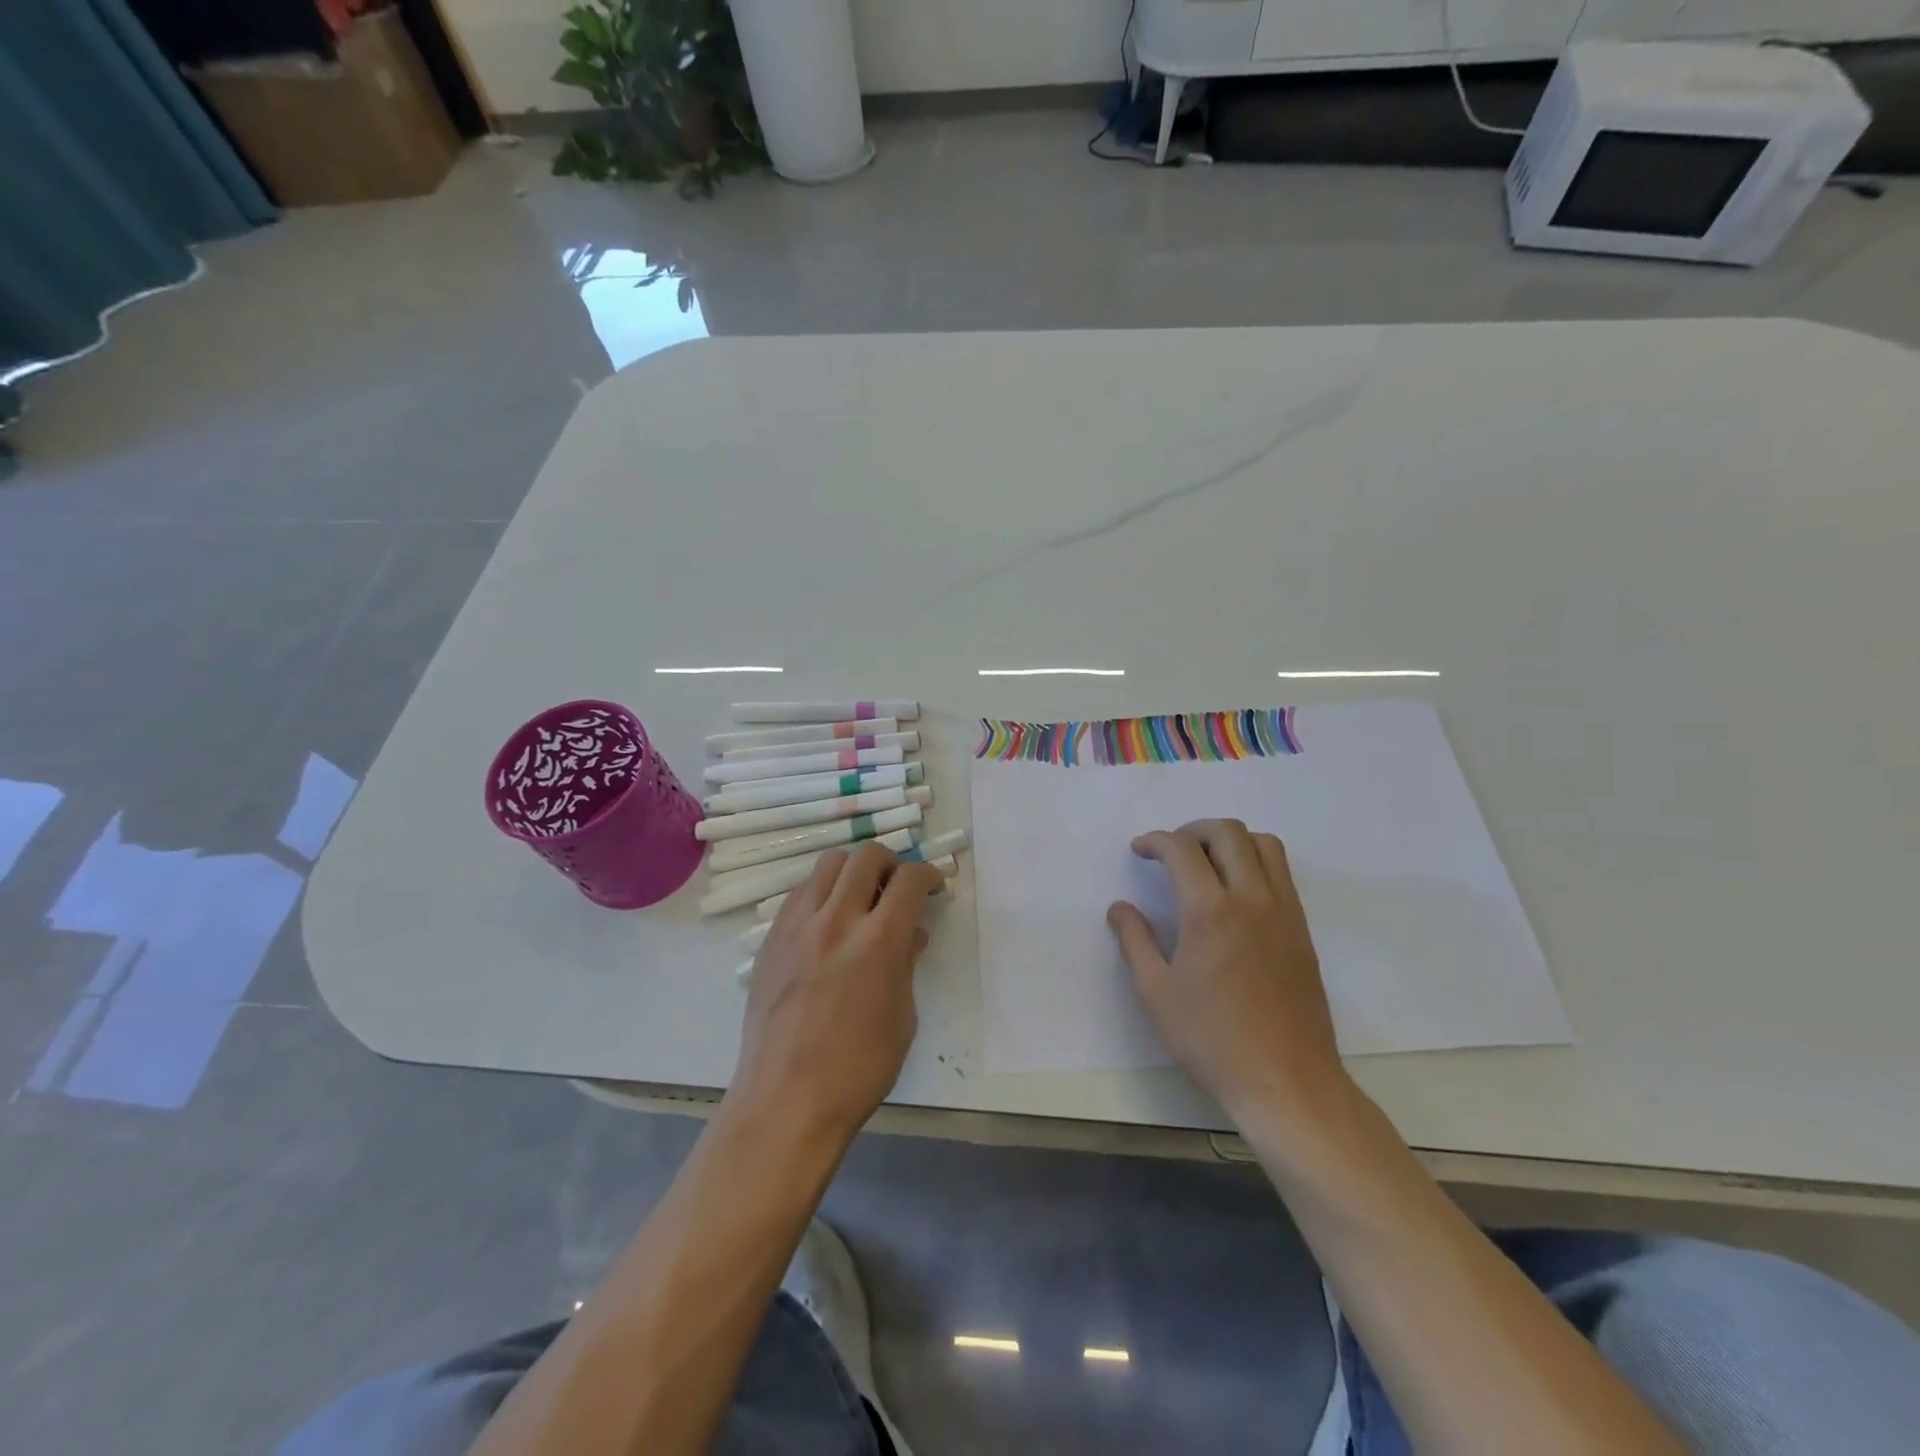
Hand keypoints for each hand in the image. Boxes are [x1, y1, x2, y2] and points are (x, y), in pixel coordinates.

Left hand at [730, 843, 946, 1144]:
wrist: (786, 1101)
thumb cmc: (858, 1069)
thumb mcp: (902, 1018)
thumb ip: (906, 965)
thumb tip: (910, 936)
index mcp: (879, 941)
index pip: (909, 879)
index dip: (928, 874)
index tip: (933, 886)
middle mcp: (837, 920)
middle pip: (866, 855)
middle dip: (891, 863)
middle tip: (897, 887)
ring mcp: (798, 926)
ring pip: (828, 864)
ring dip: (852, 872)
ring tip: (859, 899)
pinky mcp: (770, 940)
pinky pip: (799, 894)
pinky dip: (821, 894)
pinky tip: (826, 924)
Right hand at [1108, 819, 1349, 1123]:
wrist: (1286, 1081)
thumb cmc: (1211, 1039)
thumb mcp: (1156, 993)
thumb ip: (1135, 941)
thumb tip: (1120, 907)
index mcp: (1209, 911)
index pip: (1182, 849)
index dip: (1156, 840)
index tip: (1139, 850)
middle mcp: (1251, 899)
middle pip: (1228, 833)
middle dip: (1193, 829)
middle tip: (1171, 851)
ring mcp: (1284, 912)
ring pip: (1264, 845)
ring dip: (1230, 841)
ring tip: (1207, 863)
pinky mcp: (1302, 931)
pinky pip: (1282, 874)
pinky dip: (1255, 862)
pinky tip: (1235, 894)